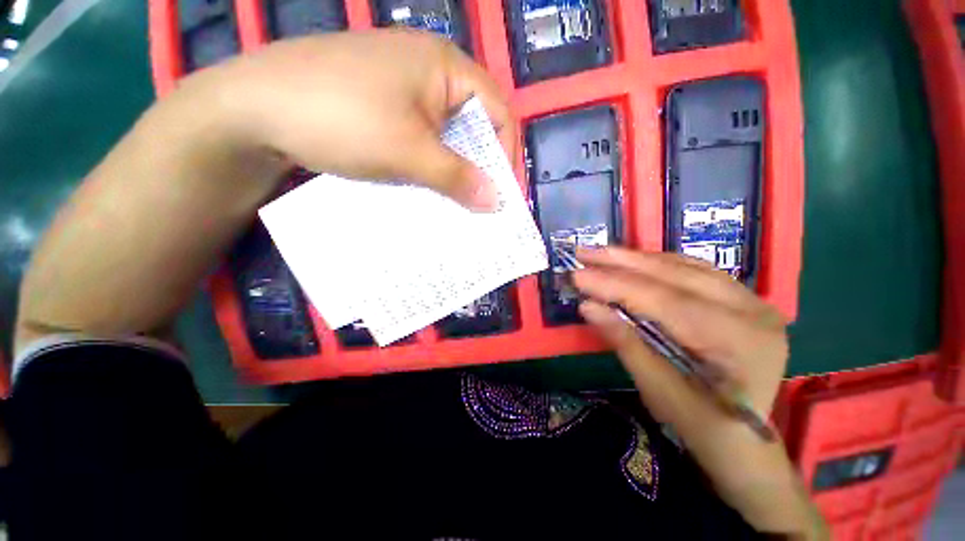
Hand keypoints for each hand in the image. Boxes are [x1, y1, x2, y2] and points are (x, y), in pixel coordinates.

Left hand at [197, 29, 511, 210]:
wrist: (253, 109)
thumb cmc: (341, 118)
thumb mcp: (409, 151)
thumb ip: (458, 178)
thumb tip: (497, 202)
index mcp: (445, 66)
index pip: (498, 113)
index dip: (506, 155)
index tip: (502, 195)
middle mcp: (429, 71)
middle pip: (472, 125)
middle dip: (479, 167)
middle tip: (480, 205)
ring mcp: (403, 88)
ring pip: (446, 135)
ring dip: (453, 170)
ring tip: (455, 202)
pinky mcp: (383, 106)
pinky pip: (422, 138)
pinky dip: (430, 164)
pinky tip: (426, 185)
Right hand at [573, 247, 786, 424]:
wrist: (746, 442)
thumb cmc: (702, 426)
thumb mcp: (658, 390)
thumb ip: (624, 342)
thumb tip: (587, 306)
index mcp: (739, 341)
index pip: (664, 300)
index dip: (615, 285)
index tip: (577, 275)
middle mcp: (752, 310)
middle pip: (675, 275)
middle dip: (622, 262)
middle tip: (584, 253)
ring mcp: (751, 301)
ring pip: (684, 267)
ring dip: (637, 259)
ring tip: (602, 254)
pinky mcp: (741, 299)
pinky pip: (693, 271)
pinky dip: (657, 264)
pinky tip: (633, 261)